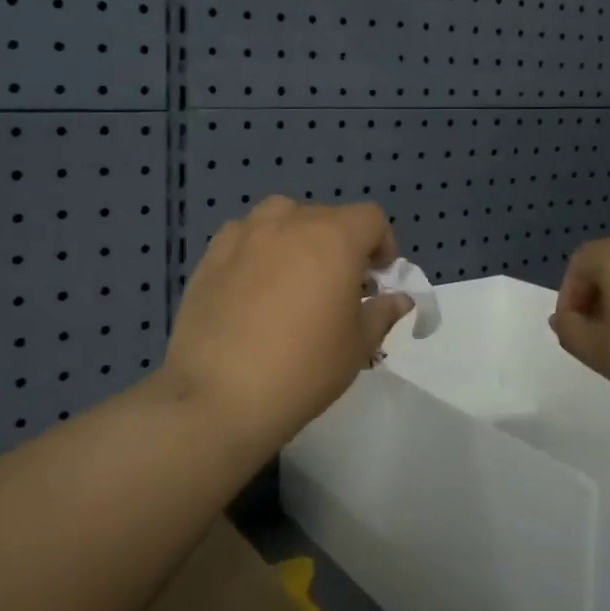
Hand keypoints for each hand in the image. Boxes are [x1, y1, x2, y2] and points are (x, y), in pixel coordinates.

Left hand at [160, 197, 413, 452]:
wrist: (219, 395)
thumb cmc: (303, 368)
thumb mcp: (357, 346)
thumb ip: (382, 313)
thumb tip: (398, 299)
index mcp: (334, 238)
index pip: (370, 218)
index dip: (382, 244)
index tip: (377, 278)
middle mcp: (289, 222)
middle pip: (327, 216)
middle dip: (341, 244)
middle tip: (338, 288)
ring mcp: (245, 234)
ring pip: (282, 217)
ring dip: (297, 238)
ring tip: (294, 278)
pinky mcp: (211, 254)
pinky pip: (245, 236)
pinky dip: (258, 249)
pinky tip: (252, 286)